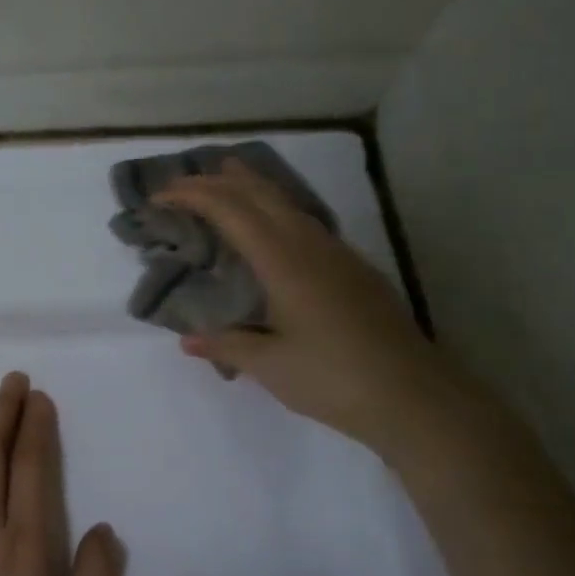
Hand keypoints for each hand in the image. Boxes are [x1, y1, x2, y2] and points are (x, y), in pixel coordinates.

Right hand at [155, 160, 461, 456]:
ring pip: (289, 204)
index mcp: (284, 263)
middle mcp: (311, 247)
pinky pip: (306, 222)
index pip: (232, 212)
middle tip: (185, 179)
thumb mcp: (269, 366)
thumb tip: (188, 340)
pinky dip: (277, 210)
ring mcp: (338, 255)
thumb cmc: (333, 379)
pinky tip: (274, 227)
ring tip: (228, 180)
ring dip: (253, 188)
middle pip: (262, 195)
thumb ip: (227, 346)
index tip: (160, 196)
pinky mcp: (355, 271)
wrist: (414, 397)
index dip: (194, 196)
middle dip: (220, 181)